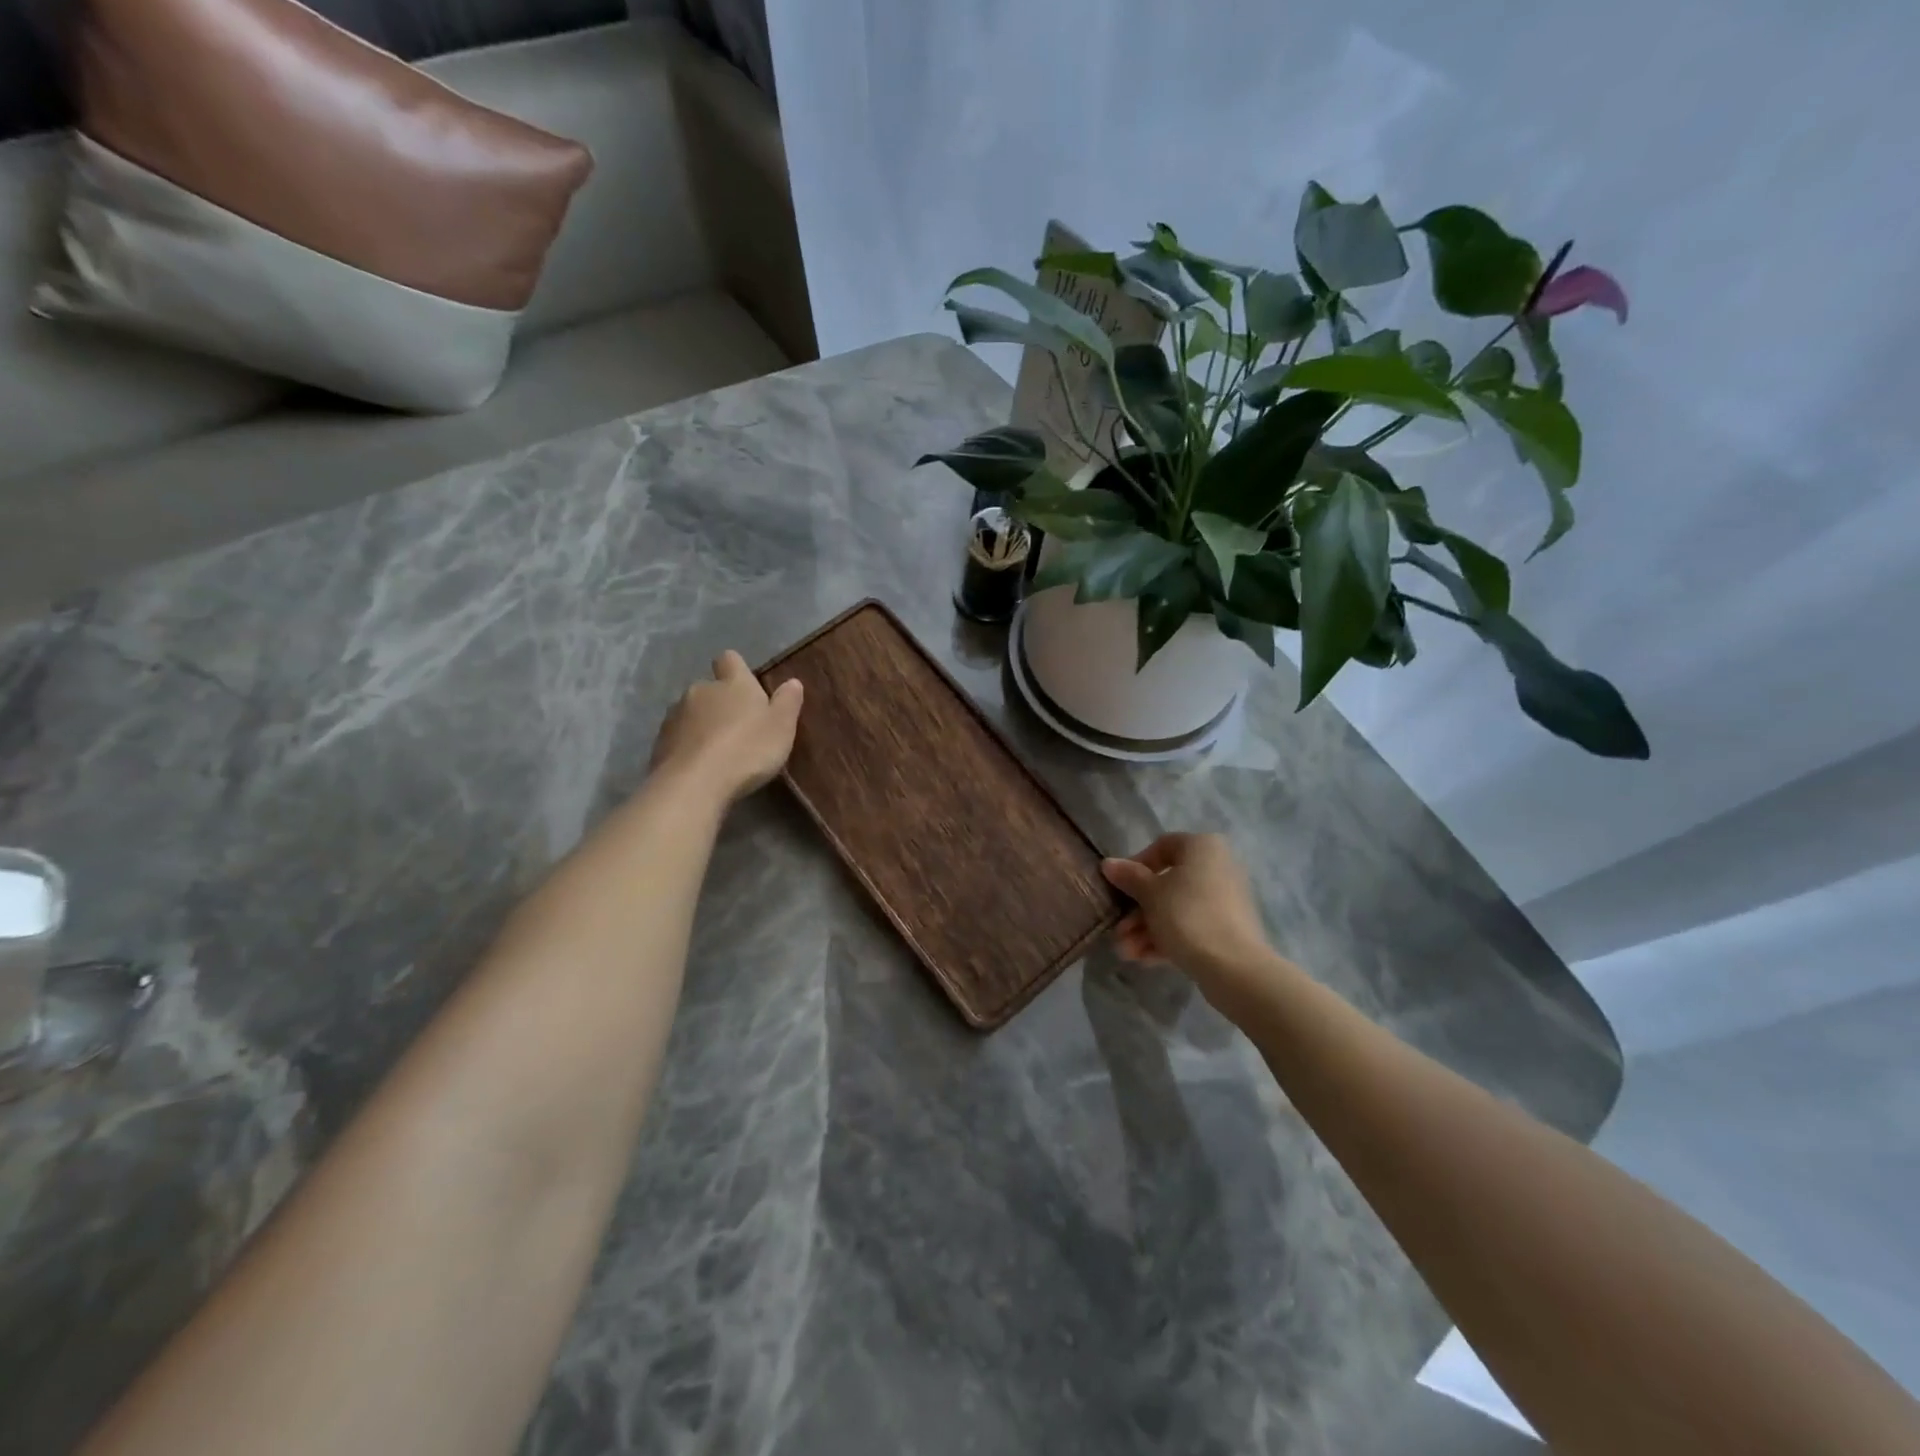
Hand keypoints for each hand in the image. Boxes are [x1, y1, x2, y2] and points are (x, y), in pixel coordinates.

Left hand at [650, 651, 803, 804]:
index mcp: (732, 683)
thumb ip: (788, 702)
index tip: (746, 687)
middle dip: (721, 703)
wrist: (694, 784)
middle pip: (710, 688)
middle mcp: (700, 691)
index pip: (730, 659)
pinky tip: (700, 767)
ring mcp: (675, 716)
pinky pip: (678, 738)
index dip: (737, 670)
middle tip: (739, 729)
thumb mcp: (781, 727)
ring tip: (718, 752)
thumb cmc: (747, 750)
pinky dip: (688, 747)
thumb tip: (792, 682)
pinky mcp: (659, 742)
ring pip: (691, 713)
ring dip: (702, 725)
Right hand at [1101, 833, 1285, 1011]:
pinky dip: (1167, 938)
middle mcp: (1218, 867)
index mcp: (1203, 847)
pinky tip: (1143, 959)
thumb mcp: (1150, 894)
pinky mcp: (1228, 929)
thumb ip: (1129, 877)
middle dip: (1138, 909)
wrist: (1234, 967)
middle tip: (1118, 929)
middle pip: (1167, 883)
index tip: (1119, 886)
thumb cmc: (1187, 916)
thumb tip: (1108, 864)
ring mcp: (1225, 900)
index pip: (1162, 846)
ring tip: (1126, 952)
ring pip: (1176, 909)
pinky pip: (1191, 926)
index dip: (1135, 865)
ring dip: (1147, 929)